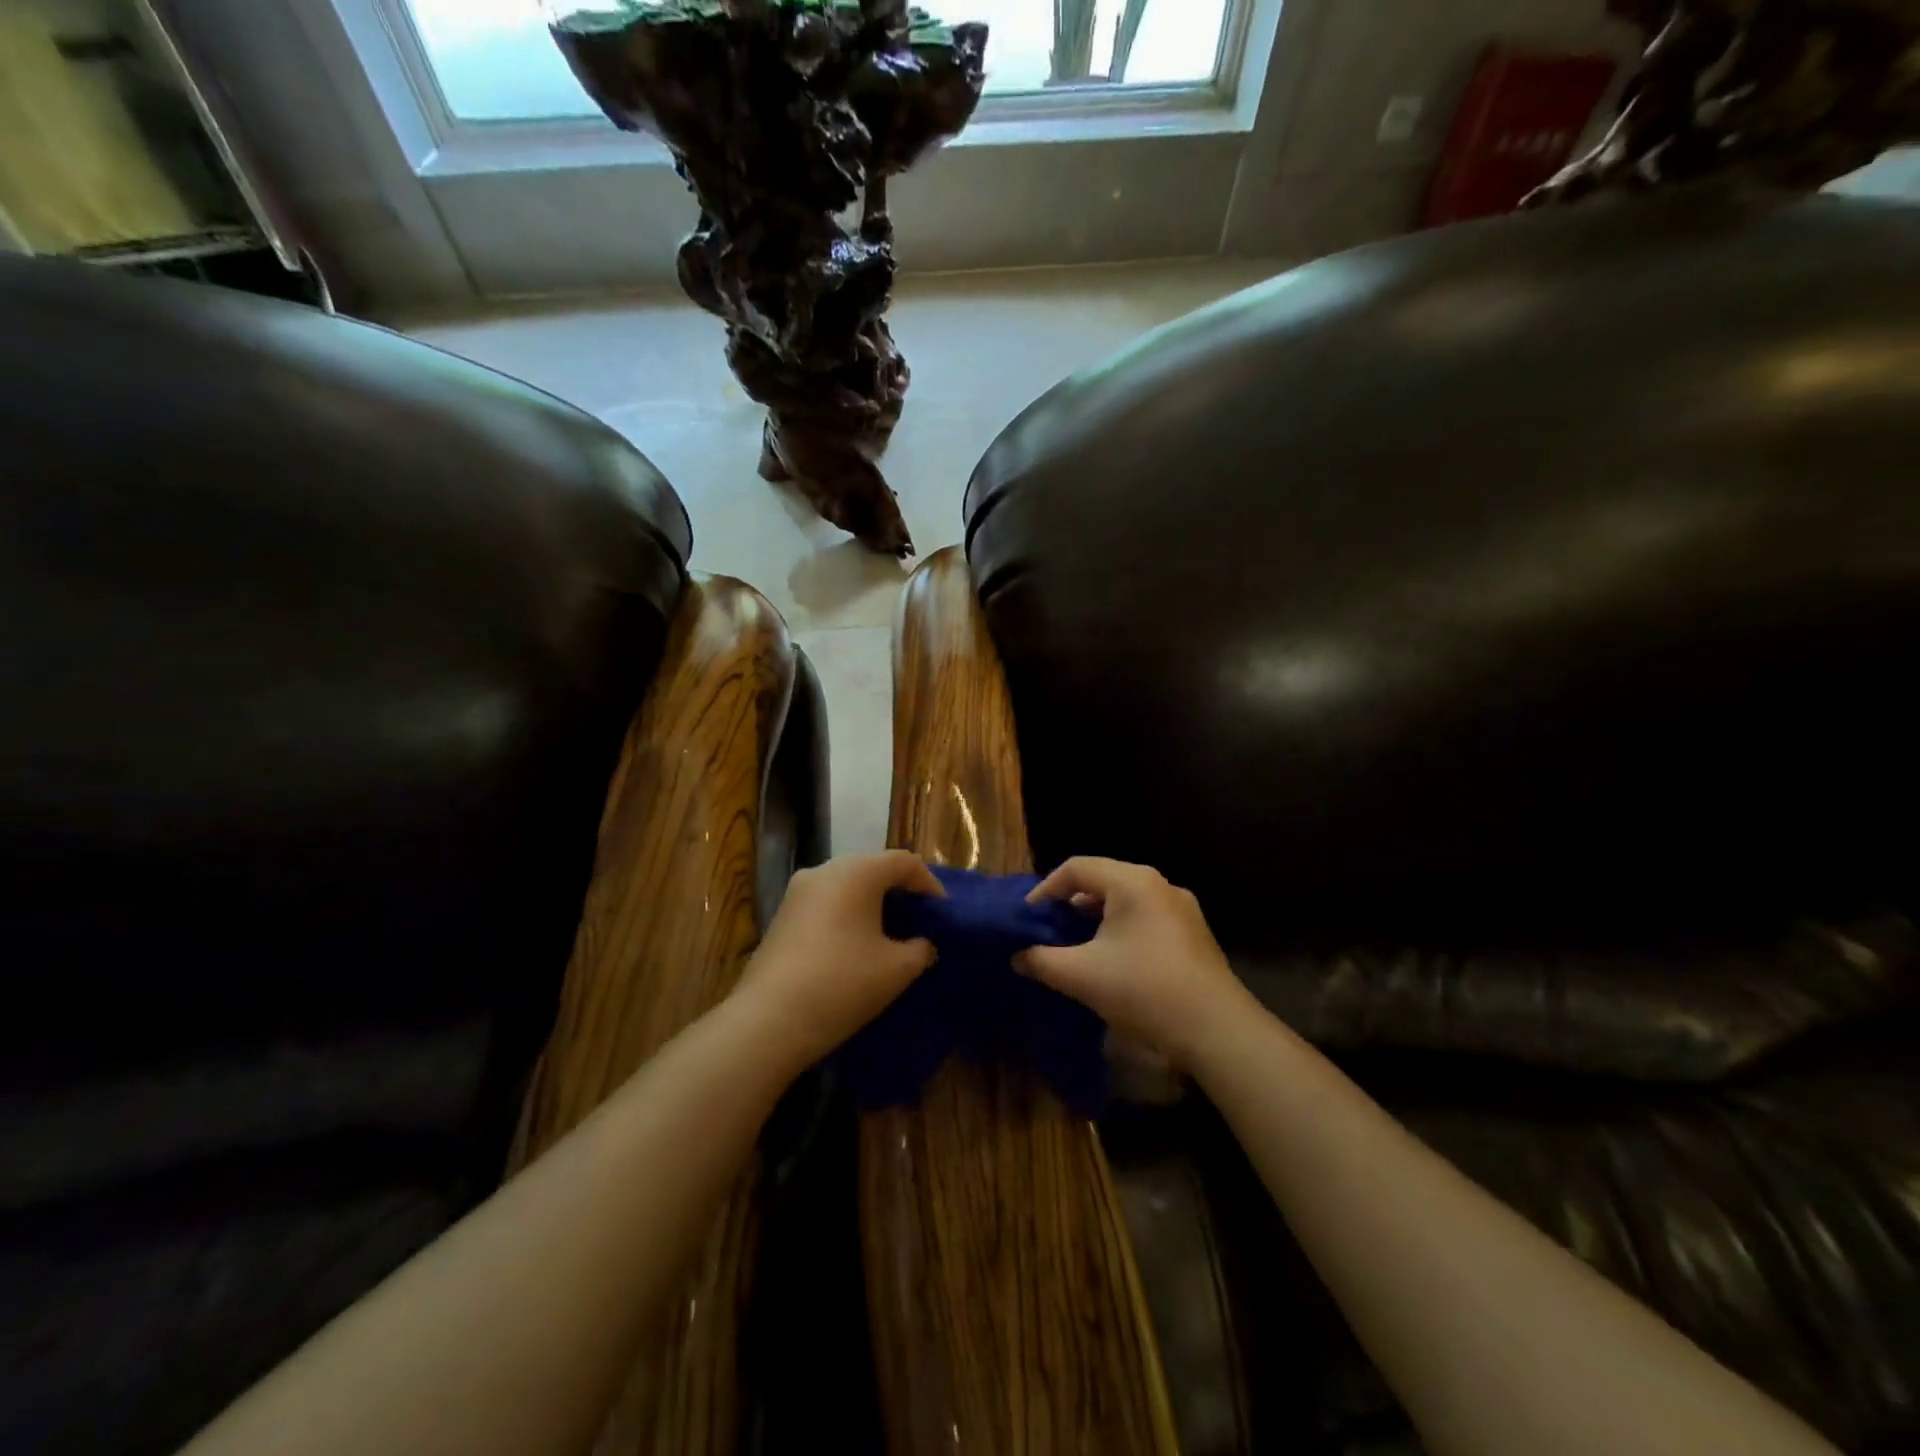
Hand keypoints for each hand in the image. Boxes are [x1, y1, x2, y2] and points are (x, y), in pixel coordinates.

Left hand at [734, 851, 942, 1069]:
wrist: (768, 1021)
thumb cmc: (842, 984)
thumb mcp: (897, 969)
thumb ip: (920, 949)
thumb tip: (922, 944)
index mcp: (856, 872)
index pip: (904, 862)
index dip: (929, 884)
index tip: (942, 913)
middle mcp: (824, 870)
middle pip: (872, 867)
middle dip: (898, 891)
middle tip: (917, 920)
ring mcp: (797, 892)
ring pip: (845, 885)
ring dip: (870, 903)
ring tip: (888, 934)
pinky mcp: (781, 916)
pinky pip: (825, 903)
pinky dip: (846, 915)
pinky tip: (853, 946)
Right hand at [1017, 857, 1249, 1068]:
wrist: (1216, 1030)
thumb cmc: (1143, 990)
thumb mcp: (1080, 975)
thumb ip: (1040, 960)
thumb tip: (1016, 956)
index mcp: (1132, 882)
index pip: (1076, 868)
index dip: (1046, 889)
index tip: (1027, 917)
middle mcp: (1159, 884)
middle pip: (1102, 879)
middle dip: (1070, 902)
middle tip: (1047, 928)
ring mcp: (1181, 908)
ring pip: (1125, 900)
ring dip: (1095, 917)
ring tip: (1074, 944)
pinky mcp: (1193, 933)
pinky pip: (1146, 917)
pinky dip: (1120, 929)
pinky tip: (1111, 959)